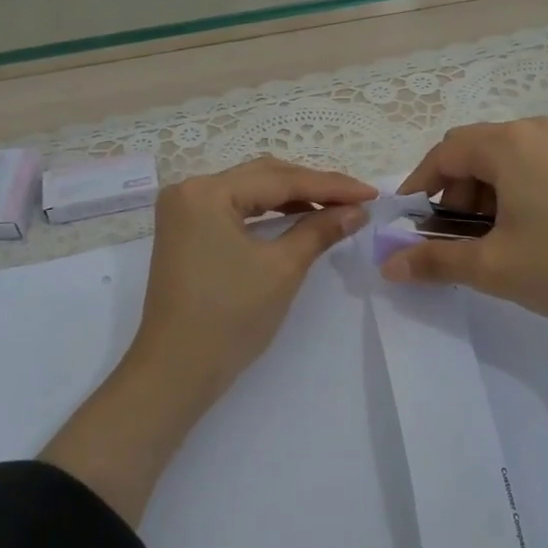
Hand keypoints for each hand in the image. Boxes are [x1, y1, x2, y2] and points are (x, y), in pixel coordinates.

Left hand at [127, 158, 376, 403]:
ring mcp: (183, 211)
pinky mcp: (186, 231)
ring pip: (250, 191)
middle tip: (356, 199)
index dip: (330, 186)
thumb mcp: (282, 269)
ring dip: (292, 197)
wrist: (176, 370)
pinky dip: (268, 213)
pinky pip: (235, 209)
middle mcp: (189, 190)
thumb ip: (320, 230)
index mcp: (207, 192)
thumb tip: (357, 210)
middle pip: (263, 176)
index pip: (280, 179)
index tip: (371, 193)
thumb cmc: (230, 318)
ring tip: (334, 208)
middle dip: (312, 186)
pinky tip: (297, 218)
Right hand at [383, 119, 547, 380]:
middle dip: (450, 195)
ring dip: (479, 197)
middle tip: (451, 240)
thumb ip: (434, 261)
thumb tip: (388, 264)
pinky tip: (519, 234)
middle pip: (470, 153)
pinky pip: (525, 169)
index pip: (442, 154)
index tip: (408, 225)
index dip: (418, 188)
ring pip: (498, 162)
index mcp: (506, 144)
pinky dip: (507, 195)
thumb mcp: (492, 267)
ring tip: (487, 243)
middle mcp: (531, 131)